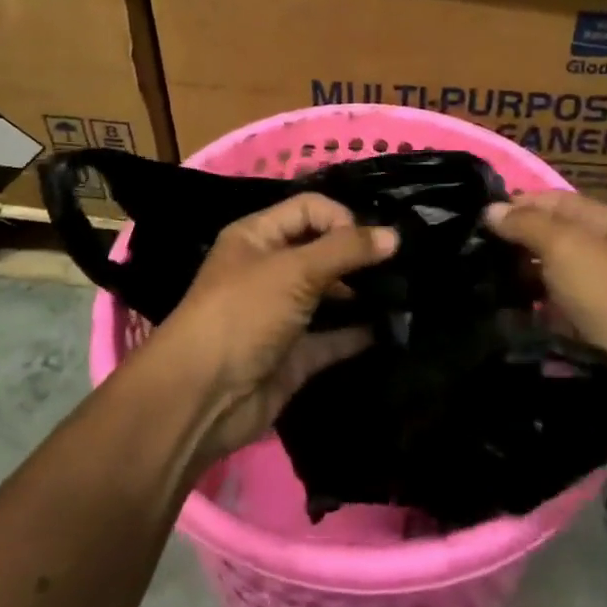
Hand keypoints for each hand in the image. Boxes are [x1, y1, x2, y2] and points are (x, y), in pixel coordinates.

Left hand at [148, 193, 396, 466]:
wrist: (202, 398)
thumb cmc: (243, 313)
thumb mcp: (294, 270)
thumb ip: (345, 250)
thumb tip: (394, 235)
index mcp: (257, 236)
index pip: (308, 209)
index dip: (341, 218)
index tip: (372, 242)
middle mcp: (269, 270)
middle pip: (321, 250)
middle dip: (357, 255)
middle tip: (401, 265)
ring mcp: (282, 314)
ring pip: (329, 294)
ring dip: (362, 293)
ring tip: (404, 293)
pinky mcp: (294, 355)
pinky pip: (333, 337)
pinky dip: (358, 334)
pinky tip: (391, 328)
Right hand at [484, 191, 606, 372]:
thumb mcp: (566, 247)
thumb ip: (527, 225)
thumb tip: (490, 209)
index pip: (554, 200)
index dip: (518, 204)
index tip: (477, 218)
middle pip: (554, 239)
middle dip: (517, 244)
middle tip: (473, 254)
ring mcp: (606, 296)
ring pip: (554, 279)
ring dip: (523, 282)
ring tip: (482, 286)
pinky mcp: (601, 334)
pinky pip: (560, 314)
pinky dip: (536, 315)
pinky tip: (509, 319)